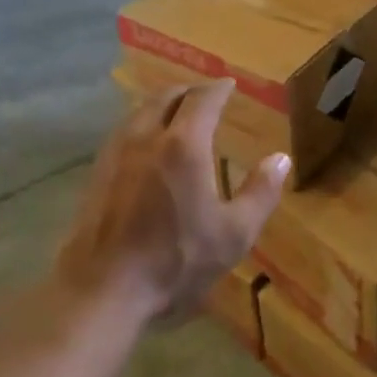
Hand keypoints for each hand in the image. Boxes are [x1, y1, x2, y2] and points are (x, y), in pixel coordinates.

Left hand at [57, 79, 289, 325]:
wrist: (101, 292)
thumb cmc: (175, 262)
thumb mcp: (234, 234)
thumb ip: (260, 193)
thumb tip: (280, 159)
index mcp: (184, 145)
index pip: (203, 100)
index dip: (219, 89)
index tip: (230, 84)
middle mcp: (147, 138)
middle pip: (166, 98)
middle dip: (189, 91)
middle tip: (205, 95)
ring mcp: (115, 155)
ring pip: (139, 112)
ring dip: (161, 105)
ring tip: (175, 114)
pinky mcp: (95, 175)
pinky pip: (122, 133)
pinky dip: (141, 125)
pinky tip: (145, 146)